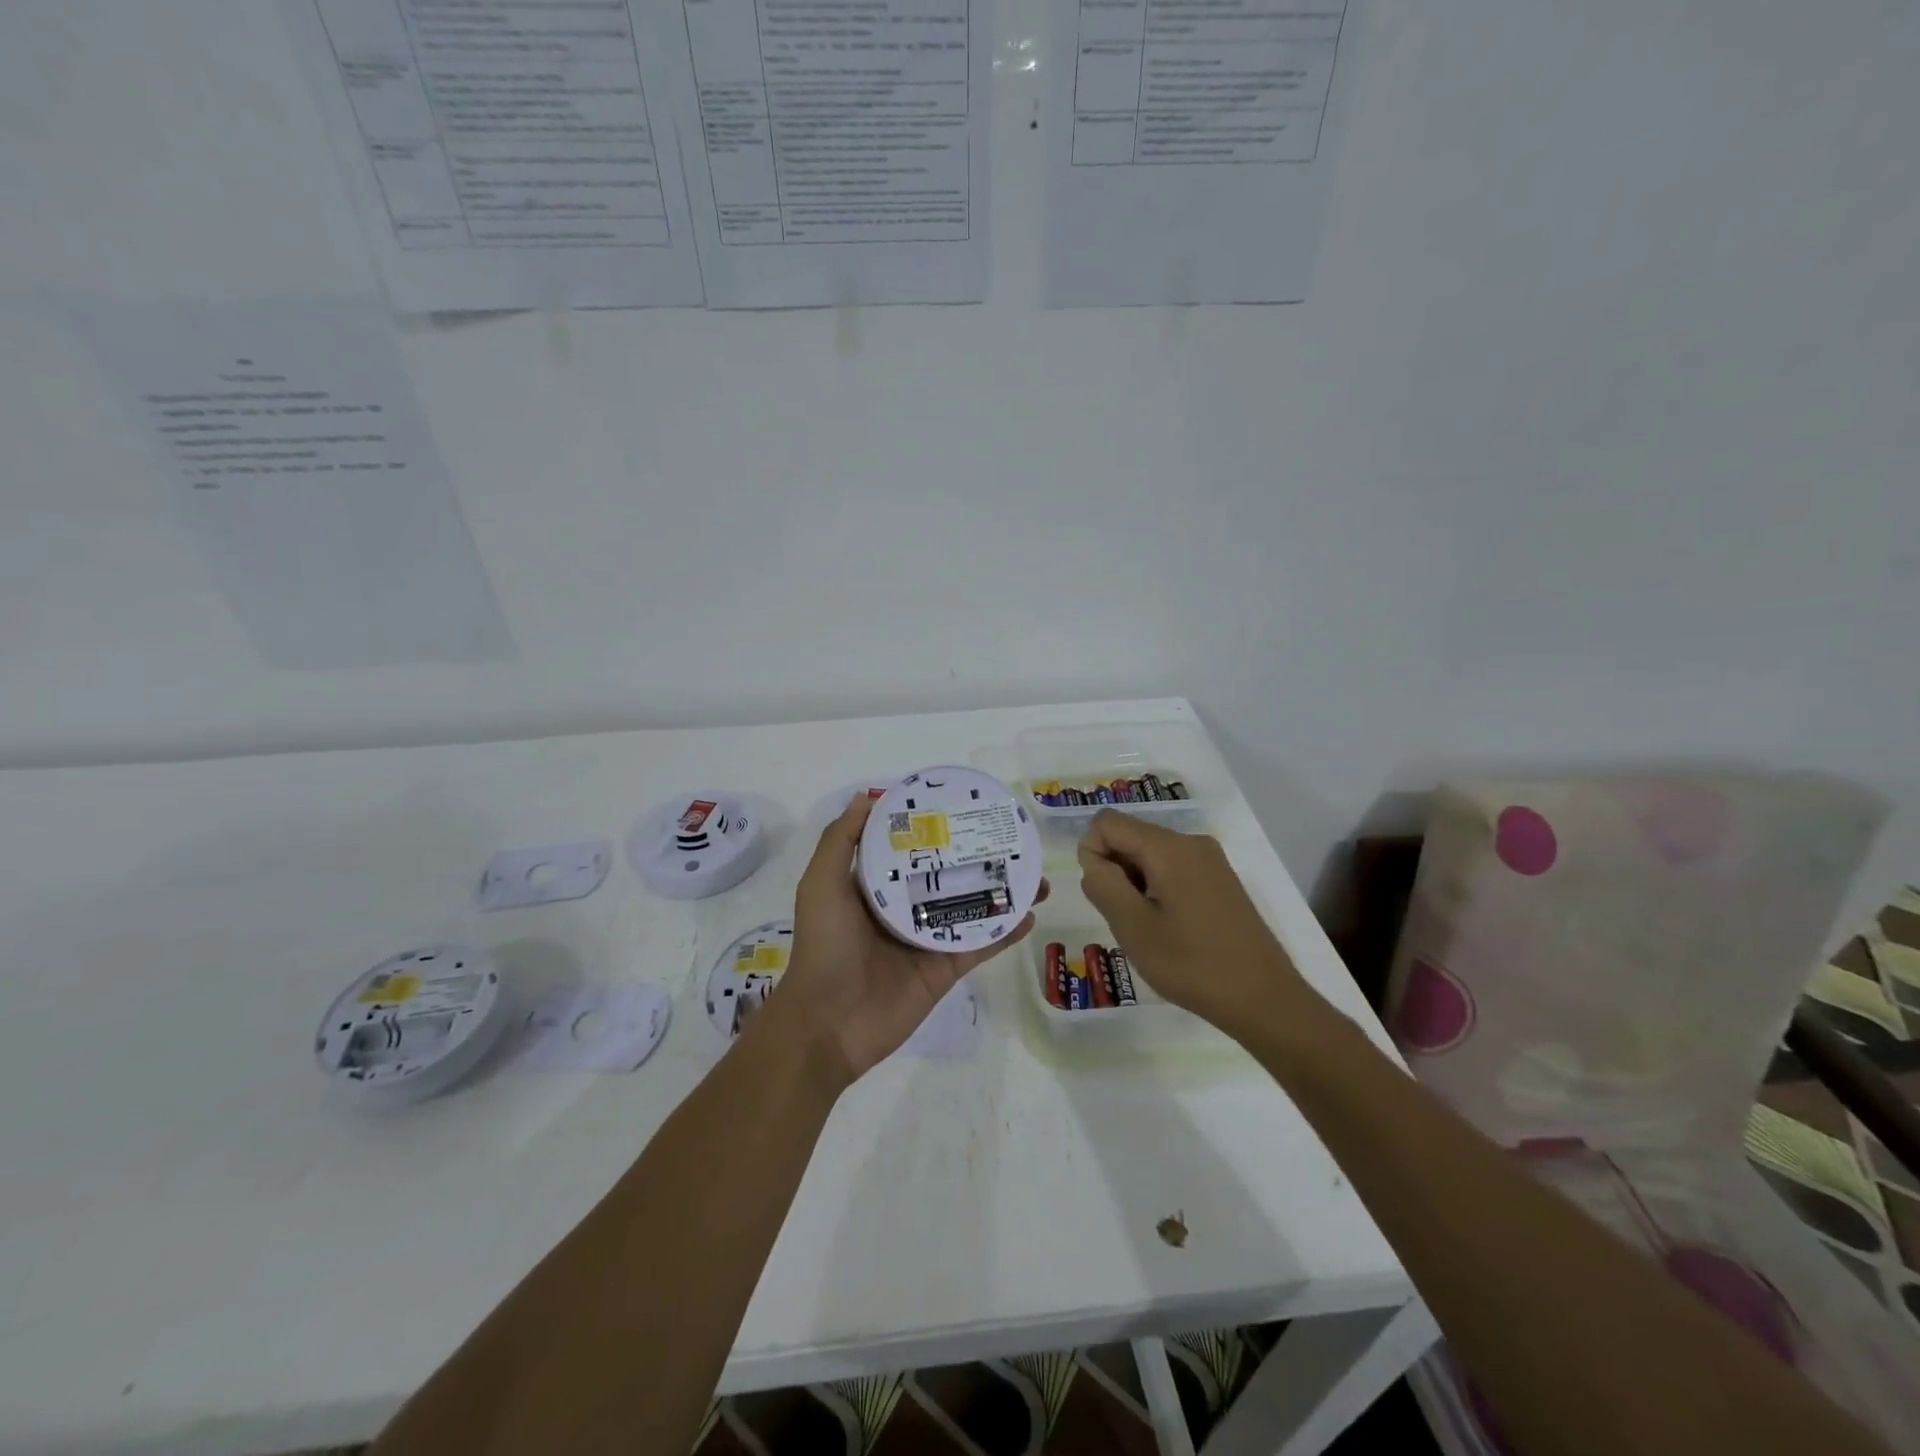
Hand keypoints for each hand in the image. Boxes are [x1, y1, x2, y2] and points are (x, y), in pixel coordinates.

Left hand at [771, 793, 1046, 1085]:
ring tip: (1033, 872)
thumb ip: (841, 840)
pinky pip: (981, 944)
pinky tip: (1030, 914)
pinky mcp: (946, 968)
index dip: (933, 828)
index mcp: (875, 887)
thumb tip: (867, 796)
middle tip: (1009, 836)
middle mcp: (904, 908)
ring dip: (1001, 891)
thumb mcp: (821, 884)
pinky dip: (1006, 930)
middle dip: (976, 856)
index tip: (962, 805)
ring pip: (972, 906)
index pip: (909, 849)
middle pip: (948, 875)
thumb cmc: (824, 946)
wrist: (828, 1023)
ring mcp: (928, 939)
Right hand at [1076, 810, 1309, 1036]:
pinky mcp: (1221, 880)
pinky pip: (1173, 869)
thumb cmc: (1192, 964)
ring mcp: (1211, 861)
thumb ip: (1103, 884)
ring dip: (1136, 885)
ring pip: (1151, 855)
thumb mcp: (1133, 927)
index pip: (1107, 823)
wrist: (1264, 999)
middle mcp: (1191, 842)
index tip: (1104, 897)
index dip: (1092, 854)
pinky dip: (1158, 891)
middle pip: (1131, 836)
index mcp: (1169, 847)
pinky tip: (1171, 930)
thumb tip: (1094, 860)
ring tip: (1150, 930)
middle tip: (1127, 919)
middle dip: (1115, 871)